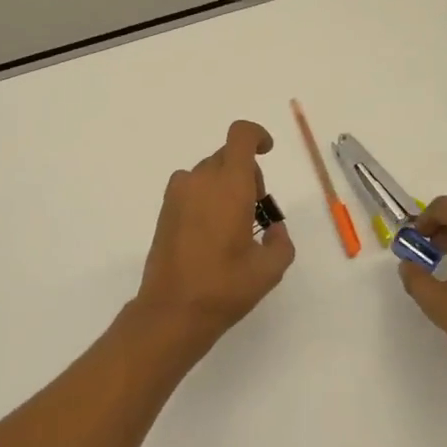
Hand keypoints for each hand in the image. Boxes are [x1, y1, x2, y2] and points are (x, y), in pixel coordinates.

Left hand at [132, 119, 295, 352]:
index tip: (267, 151)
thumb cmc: (225, 287)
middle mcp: (201, 180)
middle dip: (246, 173)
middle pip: (227, 156)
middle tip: (256, 210)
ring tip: (233, 225)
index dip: (257, 135)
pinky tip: (211, 233)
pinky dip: (206, 197)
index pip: (241, 135)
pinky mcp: (165, 209)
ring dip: (225, 185)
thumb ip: (281, 242)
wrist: (172, 311)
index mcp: (230, 185)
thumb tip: (275, 230)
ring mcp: (178, 193)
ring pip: (208, 172)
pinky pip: (191, 188)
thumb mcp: (269, 269)